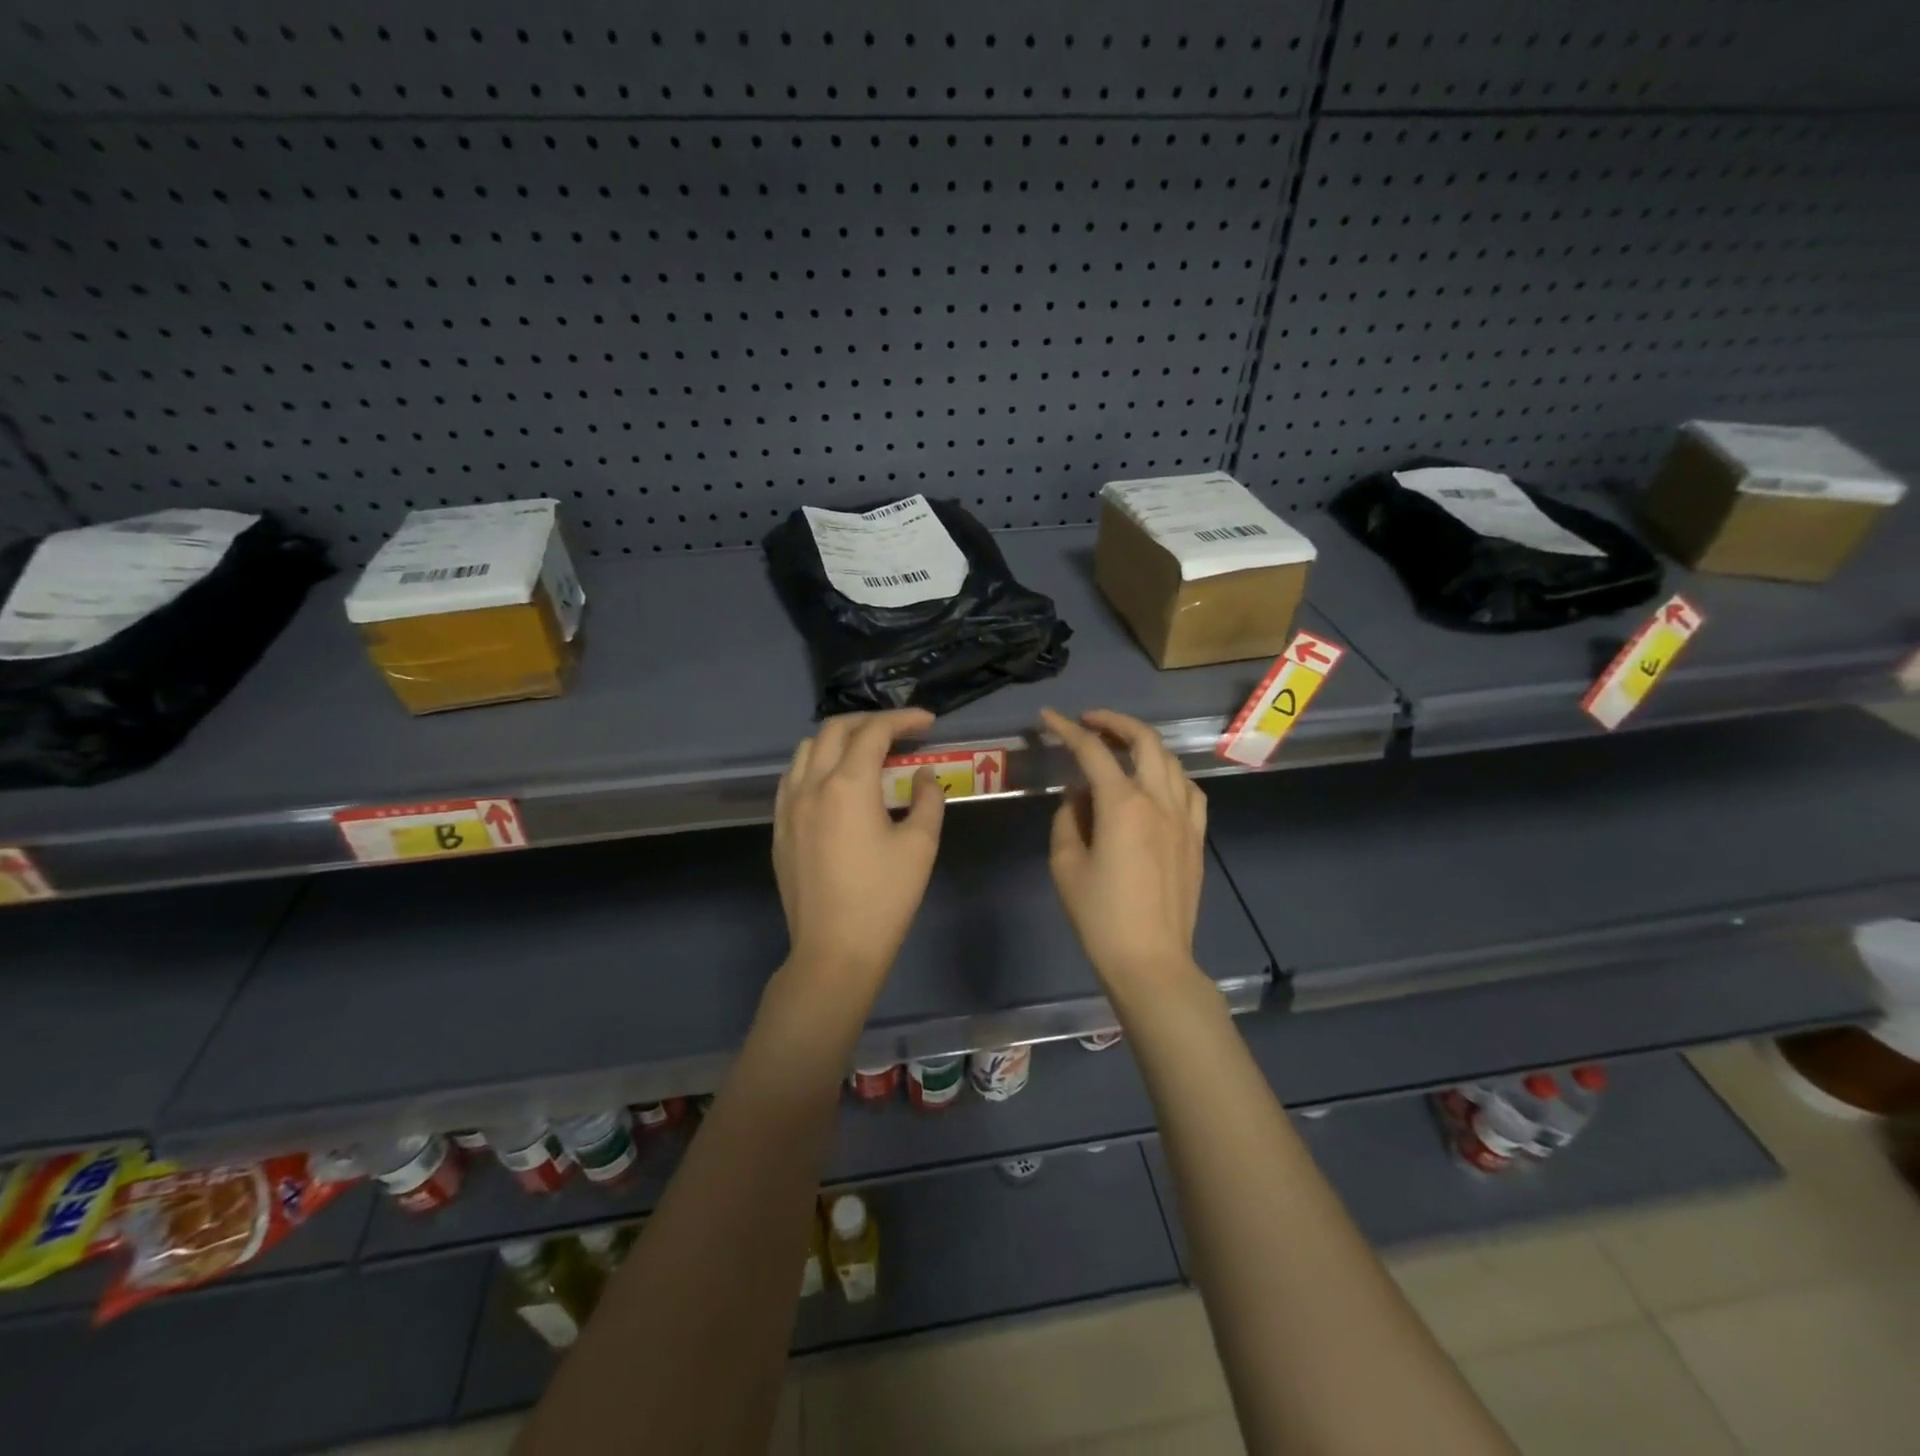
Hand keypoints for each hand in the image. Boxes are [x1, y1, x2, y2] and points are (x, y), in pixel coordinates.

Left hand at [773, 709, 945, 991]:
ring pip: (807, 749)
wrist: (834, 951)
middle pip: (836, 730)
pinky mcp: (780, 828)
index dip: (903, 719)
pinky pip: (793, 777)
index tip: (928, 722)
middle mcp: (812, 785)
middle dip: (870, 721)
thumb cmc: (884, 899)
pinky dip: (816, 764)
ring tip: (866, 752)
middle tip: (900, 732)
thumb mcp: (920, 846)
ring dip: (839, 739)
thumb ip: (927, 799)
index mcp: (848, 785)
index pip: (875, 732)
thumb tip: (923, 775)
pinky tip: (834, 782)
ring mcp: (789, 806)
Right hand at [1042, 708, 1209, 997]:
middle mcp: (1158, 801)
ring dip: (1143, 744)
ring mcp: (1184, 818)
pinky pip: (1189, 790)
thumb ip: (1068, 819)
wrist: (1151, 959)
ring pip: (1170, 761)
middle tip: (1088, 722)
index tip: (1048, 718)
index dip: (1067, 729)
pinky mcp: (1196, 837)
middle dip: (1114, 722)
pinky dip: (1169, 775)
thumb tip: (1078, 796)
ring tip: (1120, 747)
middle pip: (1144, 741)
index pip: (1092, 751)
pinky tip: (1155, 784)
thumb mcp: (1066, 865)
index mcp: (1122, 805)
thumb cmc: (1100, 916)